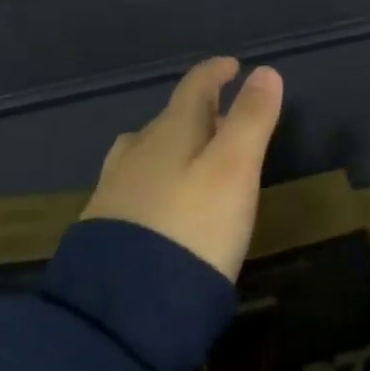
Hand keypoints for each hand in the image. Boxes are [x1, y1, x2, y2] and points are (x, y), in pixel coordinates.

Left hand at [82, 57, 284, 281]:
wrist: (125, 304)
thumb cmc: (194, 226)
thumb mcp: (234, 170)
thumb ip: (251, 119)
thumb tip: (265, 71)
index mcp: (171, 131)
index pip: (194, 87)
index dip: (215, 73)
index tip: (232, 66)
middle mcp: (137, 150)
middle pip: (170, 117)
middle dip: (199, 110)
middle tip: (226, 117)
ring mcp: (115, 187)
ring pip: (146, 150)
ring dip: (172, 143)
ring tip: (191, 157)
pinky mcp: (104, 224)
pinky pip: (133, 183)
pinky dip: (154, 177)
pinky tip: (160, 201)